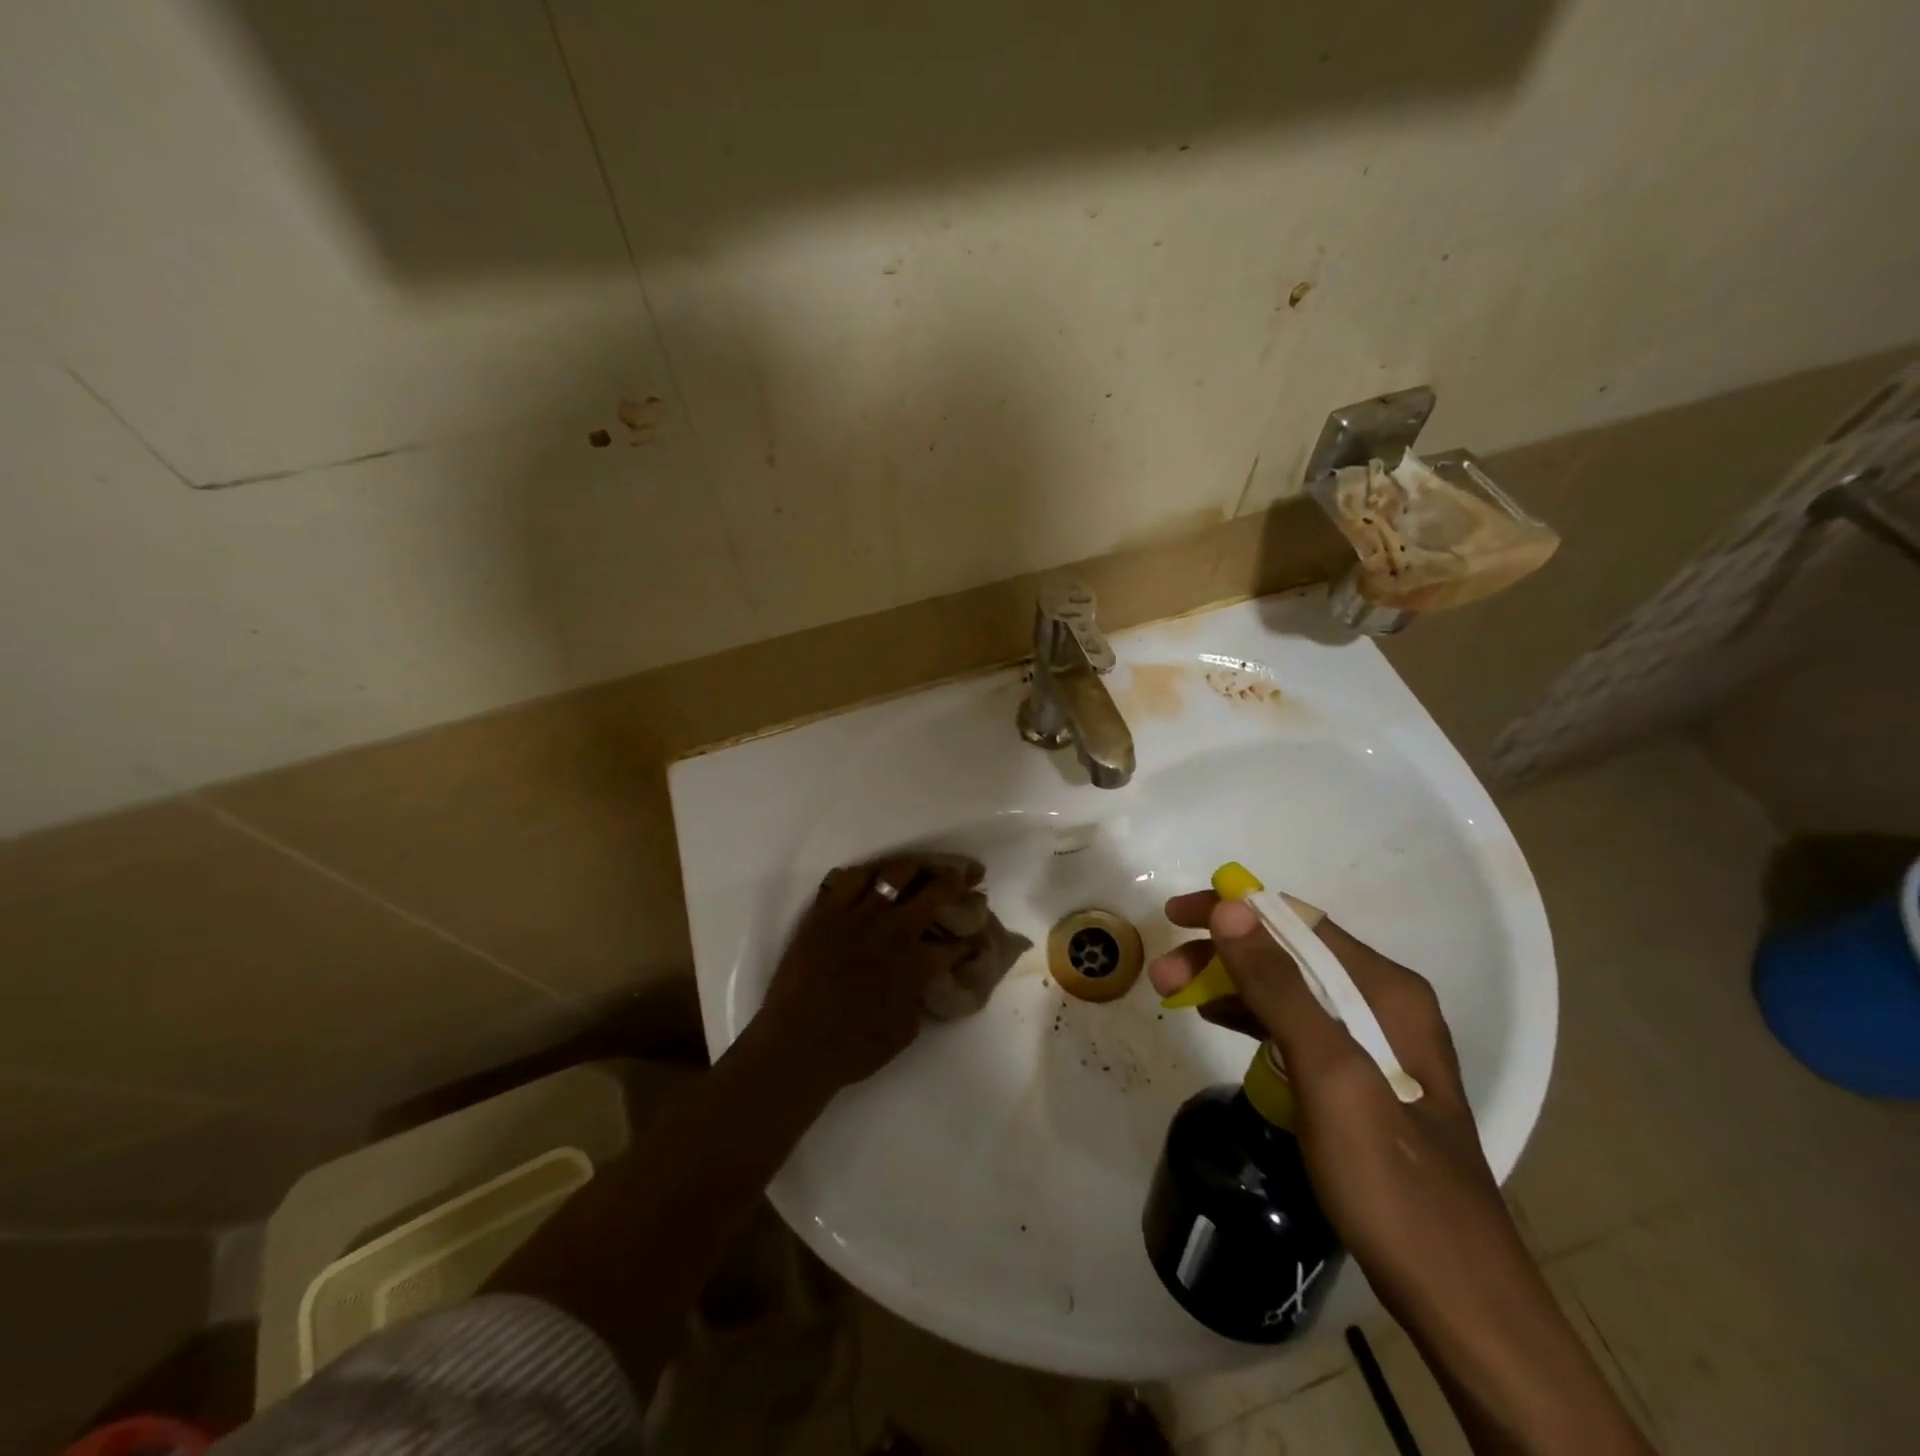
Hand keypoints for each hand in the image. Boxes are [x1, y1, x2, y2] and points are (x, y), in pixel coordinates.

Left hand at [749, 855, 973, 1094]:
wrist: (796, 1045)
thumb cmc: (853, 1049)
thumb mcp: (905, 1029)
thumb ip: (919, 995)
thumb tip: (924, 976)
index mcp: (916, 963)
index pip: (954, 940)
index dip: (970, 933)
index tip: (975, 930)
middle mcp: (892, 930)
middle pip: (935, 892)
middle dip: (958, 880)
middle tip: (970, 873)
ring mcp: (857, 916)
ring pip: (894, 874)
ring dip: (918, 866)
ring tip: (926, 865)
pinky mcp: (826, 912)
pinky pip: (850, 878)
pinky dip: (869, 872)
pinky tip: (876, 875)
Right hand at [1146, 893, 1524, 1322]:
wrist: (1454, 1295)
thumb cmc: (1389, 1177)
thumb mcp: (1328, 1073)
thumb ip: (1279, 986)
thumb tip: (1231, 907)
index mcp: (1386, 989)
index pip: (1296, 921)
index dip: (1233, 910)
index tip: (1176, 915)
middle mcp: (1382, 1003)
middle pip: (1288, 953)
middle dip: (1221, 954)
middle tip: (1163, 975)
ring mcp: (1372, 1042)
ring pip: (1286, 988)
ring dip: (1229, 983)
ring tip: (1175, 994)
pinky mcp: (1358, 1078)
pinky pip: (1294, 1025)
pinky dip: (1251, 1015)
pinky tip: (1218, 1019)